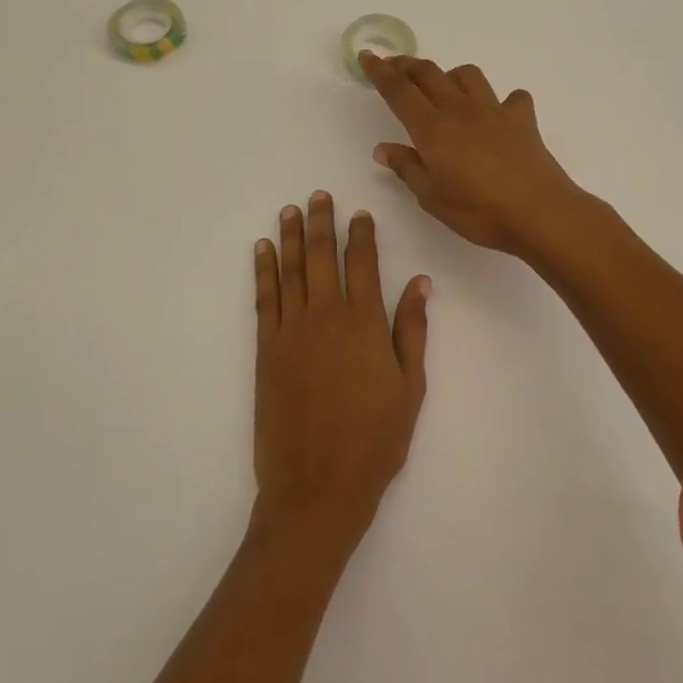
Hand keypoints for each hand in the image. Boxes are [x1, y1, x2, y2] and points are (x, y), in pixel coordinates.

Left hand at [251, 192, 429, 559]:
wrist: (317, 486)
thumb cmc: (375, 441)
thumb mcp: (410, 387)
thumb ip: (412, 330)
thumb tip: (419, 282)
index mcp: (365, 324)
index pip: (363, 264)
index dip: (362, 235)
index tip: (360, 214)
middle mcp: (326, 317)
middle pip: (323, 257)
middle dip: (322, 222)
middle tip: (318, 196)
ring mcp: (291, 332)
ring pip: (292, 271)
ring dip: (291, 237)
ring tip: (290, 210)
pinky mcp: (265, 351)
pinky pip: (264, 300)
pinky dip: (263, 271)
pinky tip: (262, 251)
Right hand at [360, 52, 586, 256]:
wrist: (538, 211)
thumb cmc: (479, 210)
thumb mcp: (432, 197)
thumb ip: (407, 168)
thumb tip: (383, 148)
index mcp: (432, 128)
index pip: (399, 91)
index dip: (380, 71)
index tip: (367, 56)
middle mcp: (460, 110)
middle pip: (429, 73)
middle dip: (408, 65)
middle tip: (394, 65)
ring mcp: (494, 110)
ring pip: (467, 75)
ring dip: (450, 75)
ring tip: (445, 88)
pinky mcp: (522, 119)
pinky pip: (511, 97)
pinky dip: (502, 101)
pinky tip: (499, 115)